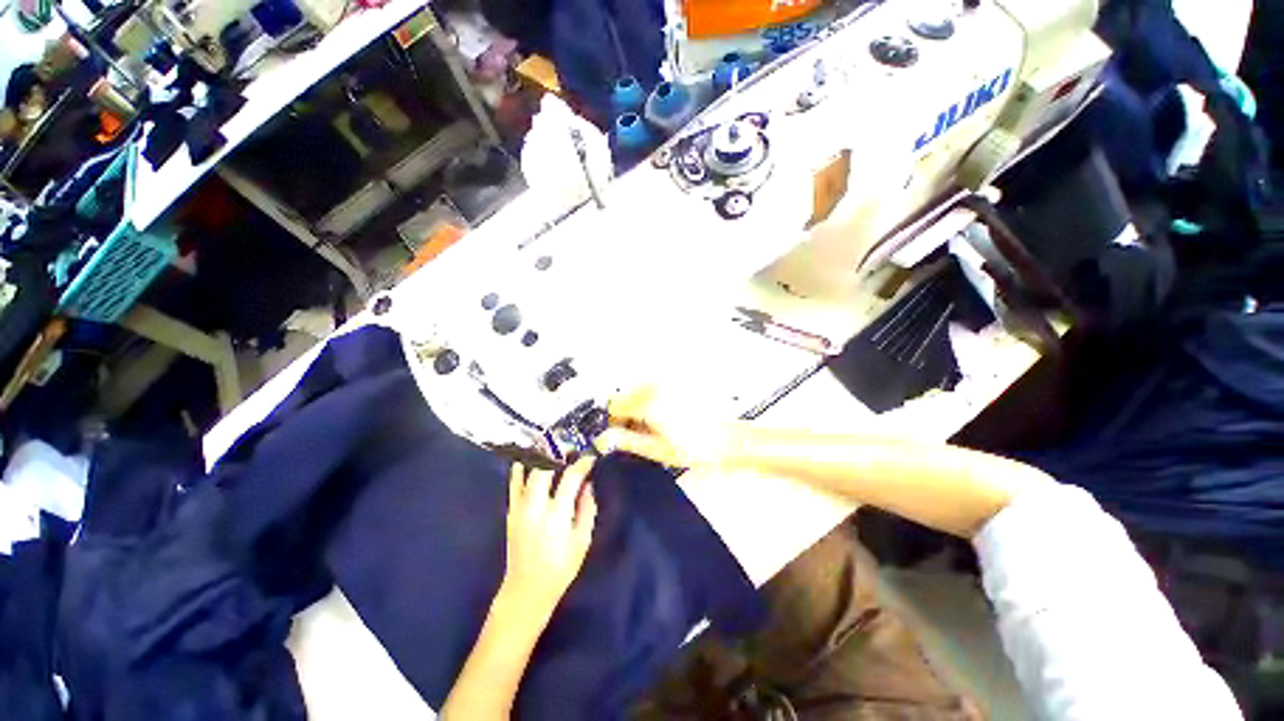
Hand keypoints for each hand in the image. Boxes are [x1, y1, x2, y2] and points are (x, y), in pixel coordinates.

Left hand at [501, 458, 597, 616]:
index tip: (590, 457)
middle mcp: (535, 506)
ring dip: (539, 457)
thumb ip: (587, 508)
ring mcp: (519, 507)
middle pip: (544, 468)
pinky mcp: (510, 511)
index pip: (571, 478)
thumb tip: (588, 484)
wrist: (526, 590)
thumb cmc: (560, 567)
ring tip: (551, 447)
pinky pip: (514, 483)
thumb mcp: (582, 540)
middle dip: (558, 454)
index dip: (582, 464)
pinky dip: (521, 468)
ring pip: (527, 471)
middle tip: (570, 448)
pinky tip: (529, 458)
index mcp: (556, 515)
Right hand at [600, 387, 741, 469]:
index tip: (621, 433)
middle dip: (628, 413)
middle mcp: (658, 387)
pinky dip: (655, 399)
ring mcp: (670, 383)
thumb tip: (604, 440)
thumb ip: (626, 442)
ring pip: (641, 390)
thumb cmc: (698, 447)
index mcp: (649, 404)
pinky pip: (657, 387)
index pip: (615, 405)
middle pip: (627, 395)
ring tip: (657, 425)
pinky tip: (667, 416)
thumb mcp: (656, 450)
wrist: (727, 440)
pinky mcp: (680, 383)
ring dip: (641, 405)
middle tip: (641, 431)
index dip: (614, 422)